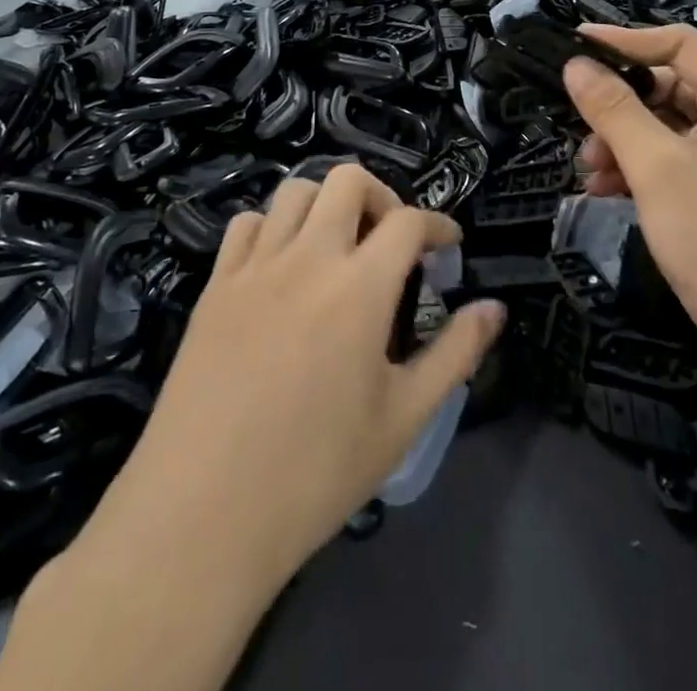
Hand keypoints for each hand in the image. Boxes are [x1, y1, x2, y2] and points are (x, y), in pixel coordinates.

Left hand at [80, 165, 503, 596]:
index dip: (437, 225)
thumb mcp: (403, 419)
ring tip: (338, 246)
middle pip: (348, 180)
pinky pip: (246, 224)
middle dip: (381, 196)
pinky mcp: (215, 286)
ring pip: (295, 190)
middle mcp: (308, 258)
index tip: (448, 246)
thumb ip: (456, 354)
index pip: (408, 221)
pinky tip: (282, 265)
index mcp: (359, 288)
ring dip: (327, 204)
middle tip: (390, 240)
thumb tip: (495, 308)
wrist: (201, 516)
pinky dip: (273, 227)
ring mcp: (255, 267)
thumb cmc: (315, 473)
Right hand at [562, 24, 696, 408]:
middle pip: (669, 87)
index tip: (575, 46)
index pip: (679, 44)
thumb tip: (575, 64)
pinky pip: (672, 164)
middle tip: (580, 129)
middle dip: (619, 106)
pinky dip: (638, 171)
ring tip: (590, 174)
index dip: (626, 40)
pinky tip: (607, 195)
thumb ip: (612, 109)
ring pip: (665, 129)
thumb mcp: (654, 166)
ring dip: (622, 143)